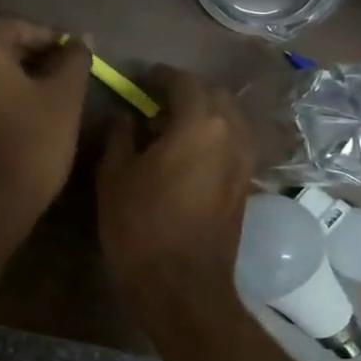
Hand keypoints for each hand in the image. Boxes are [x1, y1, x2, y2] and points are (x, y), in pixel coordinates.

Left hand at [0, 18, 90, 225]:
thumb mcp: (65, 96)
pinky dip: (0, 97)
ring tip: (49, 93)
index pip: (15, 26)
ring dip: (16, 76)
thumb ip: (73, 59)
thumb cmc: (33, 140)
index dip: (47, 34)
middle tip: (64, 71)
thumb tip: (80, 40)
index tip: (72, 51)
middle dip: (31, 54)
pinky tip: (24, 113)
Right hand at [96, 65, 254, 313]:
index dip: (159, 76)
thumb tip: (128, 118)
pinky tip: (187, 154)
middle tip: (154, 103)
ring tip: (170, 128)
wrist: (181, 285)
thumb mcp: (115, 176)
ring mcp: (244, 160)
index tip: (140, 79)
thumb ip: (121, 136)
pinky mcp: (246, 184)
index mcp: (199, 124)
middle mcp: (231, 134)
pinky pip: (232, 143)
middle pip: (213, 95)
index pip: (183, 82)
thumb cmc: (140, 226)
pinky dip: (212, 137)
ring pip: (228, 119)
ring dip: (202, 114)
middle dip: (185, 92)